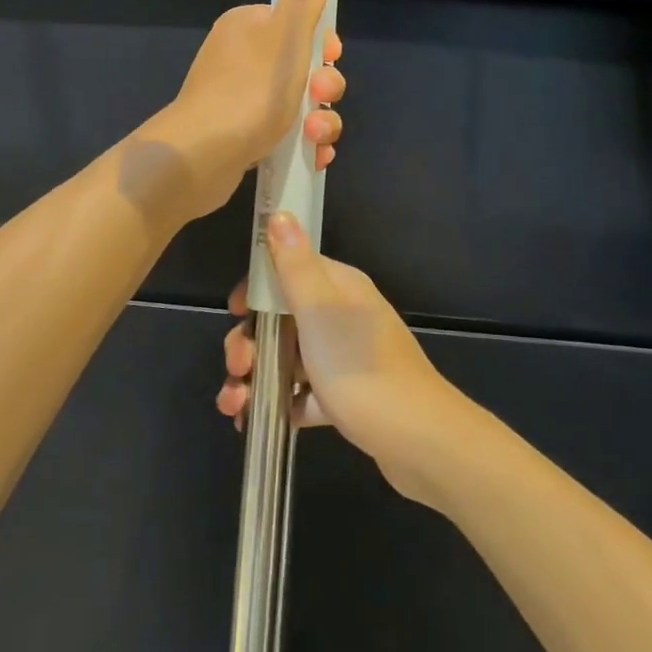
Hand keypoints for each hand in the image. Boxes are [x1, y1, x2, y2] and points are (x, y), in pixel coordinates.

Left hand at [153, 0, 344, 219]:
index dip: (322, 45)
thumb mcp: (286, 38)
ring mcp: (239, 98)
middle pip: (302, 67)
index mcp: (248, 27)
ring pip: (298, 104)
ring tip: (315, 138)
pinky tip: (314, 158)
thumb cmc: (249, 92)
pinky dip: (303, 144)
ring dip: (320, 121)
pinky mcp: (240, 134)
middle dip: (324, 88)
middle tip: (319, 100)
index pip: (298, 25)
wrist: (200, 156)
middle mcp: (241, 58)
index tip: (329, 60)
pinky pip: (283, 132)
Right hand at [216, 213, 462, 503]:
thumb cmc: (360, 366)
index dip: (256, 290)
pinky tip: (253, 423)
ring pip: (286, 359)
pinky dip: (276, 404)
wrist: (416, 439)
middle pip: (280, 319)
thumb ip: (294, 265)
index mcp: (339, 288)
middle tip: (237, 367)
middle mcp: (342, 317)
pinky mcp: (344, 398)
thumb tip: (280, 213)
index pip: (288, 271)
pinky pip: (300, 394)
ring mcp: (344, 359)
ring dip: (254, 377)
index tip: (235, 312)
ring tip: (234, 406)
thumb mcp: (320, 310)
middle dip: (248, 342)